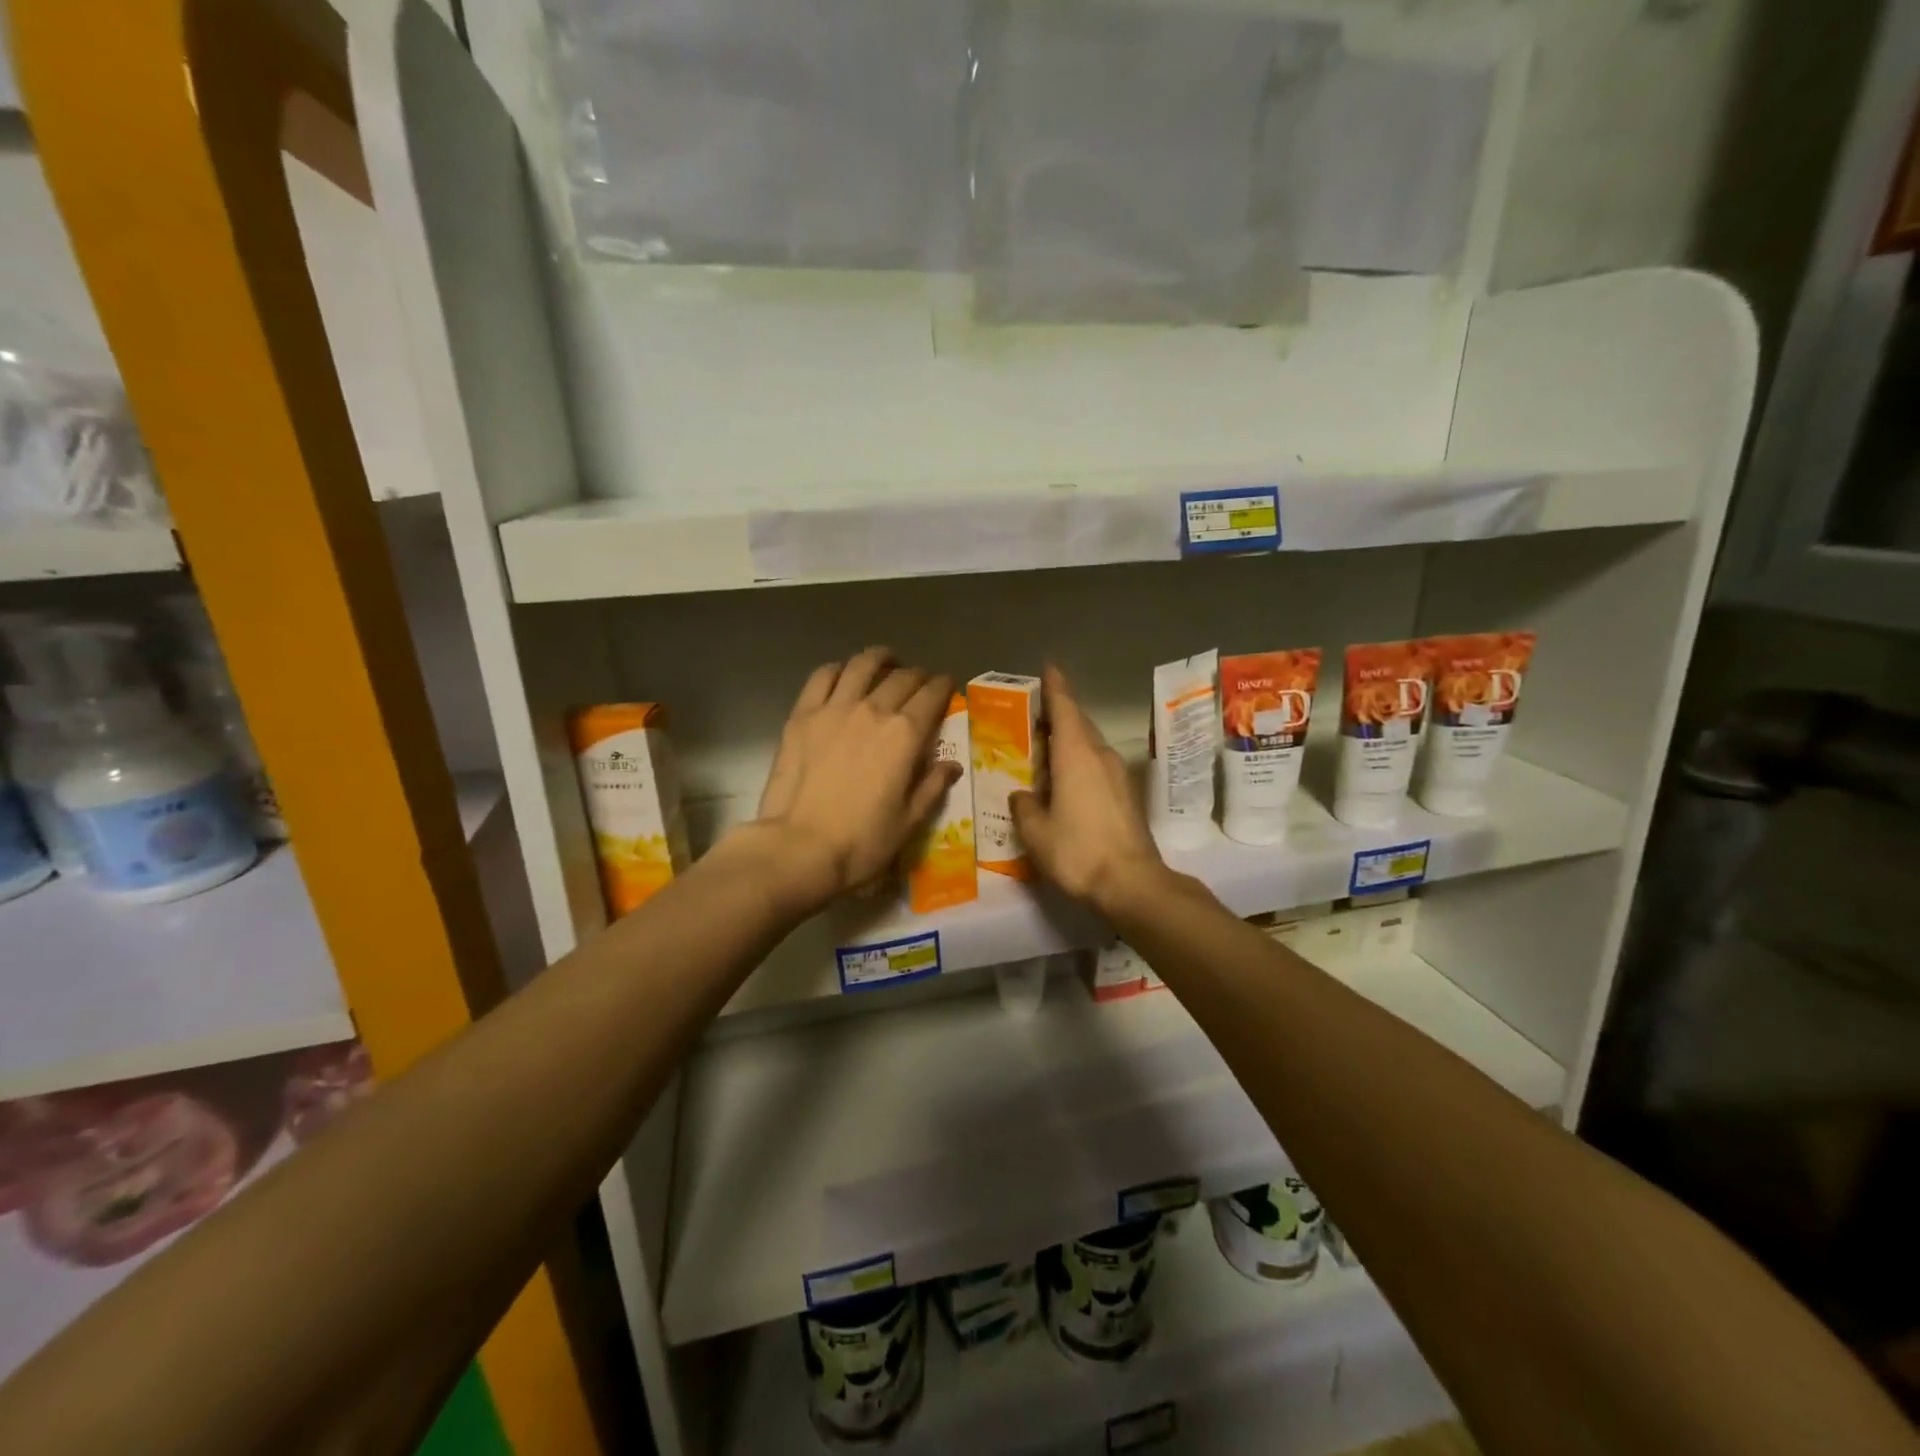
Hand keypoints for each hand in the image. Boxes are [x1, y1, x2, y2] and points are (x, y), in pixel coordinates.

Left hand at [749, 647, 960, 913]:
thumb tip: (951, 765)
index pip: (932, 695)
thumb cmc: (862, 841)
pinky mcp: (802, 715)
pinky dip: (838, 669)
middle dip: (917, 676)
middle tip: (919, 683)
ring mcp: (834, 708)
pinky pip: (822, 677)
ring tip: (885, 660)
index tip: (947, 686)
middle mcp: (873, 710)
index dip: (944, 686)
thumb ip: (932, 786)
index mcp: (905, 734)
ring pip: (861, 665)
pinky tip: (842, 674)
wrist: (800, 847)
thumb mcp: (909, 821)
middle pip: (902, 678)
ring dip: (879, 658)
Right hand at [1010, 665, 1166, 915]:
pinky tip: (1063, 782)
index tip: (1048, 667)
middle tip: (1033, 715)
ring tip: (1043, 750)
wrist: (1132, 883)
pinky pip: (1097, 766)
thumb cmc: (1079, 851)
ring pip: (1089, 746)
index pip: (1065, 708)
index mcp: (1076, 755)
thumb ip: (1024, 806)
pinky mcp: (1126, 795)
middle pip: (1078, 724)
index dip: (1055, 686)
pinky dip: (1078, 763)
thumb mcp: (1037, 832)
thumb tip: (1023, 796)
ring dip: (1068, 742)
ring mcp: (1117, 775)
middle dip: (1058, 715)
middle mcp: (1100, 756)